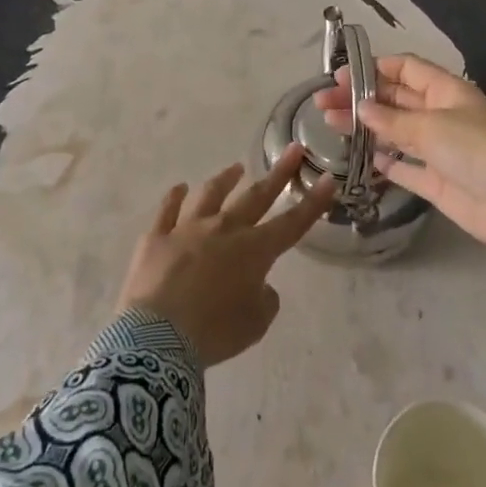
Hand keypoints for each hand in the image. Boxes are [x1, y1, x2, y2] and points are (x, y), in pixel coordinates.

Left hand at [114, 147, 333, 367]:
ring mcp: (187, 229)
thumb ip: (265, 299)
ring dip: (225, 179)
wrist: (158, 336)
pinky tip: (180, 188)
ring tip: (236, 168)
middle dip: (278, 174)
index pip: (292, 223)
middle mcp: (223, 229)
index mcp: (253, 251)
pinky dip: (174, 198)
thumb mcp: (255, 324)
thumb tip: (260, 285)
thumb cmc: (214, 332)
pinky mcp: (157, 237)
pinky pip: (167, 211)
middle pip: (256, 197)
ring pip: (210, 195)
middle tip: (293, 150)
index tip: (328, 179)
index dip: (313, 203)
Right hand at [314, 55, 485, 271]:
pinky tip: (361, 158)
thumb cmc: (477, 151)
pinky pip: (405, 167)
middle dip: (360, 98)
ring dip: (366, 128)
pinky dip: (385, 162)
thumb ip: (392, 120)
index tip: (339, 76)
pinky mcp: (437, 181)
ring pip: (395, 132)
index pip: (406, 68)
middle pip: (395, 100)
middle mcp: (441, 115)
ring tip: (329, 125)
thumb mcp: (432, 127)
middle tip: (321, 103)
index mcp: (446, 91)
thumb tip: (361, 108)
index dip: (373, 68)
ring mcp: (439, 149)